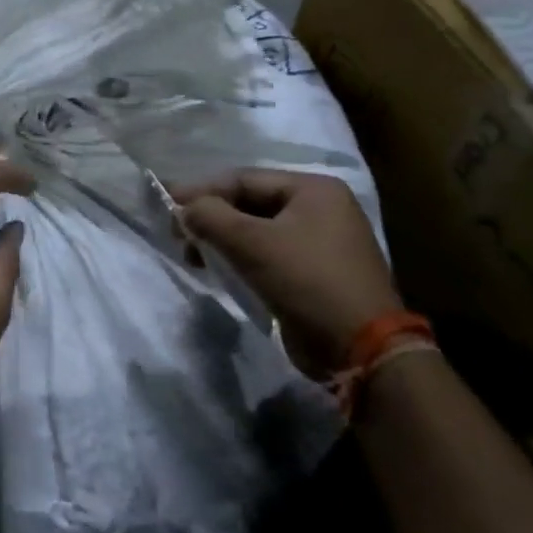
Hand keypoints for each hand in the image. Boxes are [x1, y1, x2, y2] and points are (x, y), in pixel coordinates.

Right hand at [171, 170, 400, 380]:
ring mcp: (324, 242)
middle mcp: (322, 208)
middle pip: (251, 203)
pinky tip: (222, 270)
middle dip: (212, 217)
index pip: (244, 179)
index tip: (168, 203)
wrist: (364, 353)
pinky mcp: (319, 274)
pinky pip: (271, 254)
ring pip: (259, 230)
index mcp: (314, 189)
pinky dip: (243, 258)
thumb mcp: (252, 243)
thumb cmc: (307, 281)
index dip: (202, 190)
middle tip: (178, 233)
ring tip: (196, 256)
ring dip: (224, 240)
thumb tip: (183, 208)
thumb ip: (210, 216)